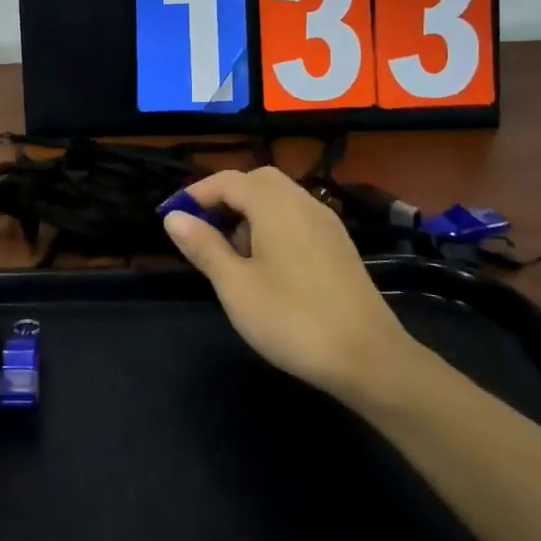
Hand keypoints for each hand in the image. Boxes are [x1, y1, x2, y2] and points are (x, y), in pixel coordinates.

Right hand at [163, 167, 423, 401]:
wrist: (369, 359)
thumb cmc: (292, 319)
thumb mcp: (235, 285)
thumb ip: (204, 246)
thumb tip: (174, 217)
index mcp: (275, 205)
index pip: (227, 181)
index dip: (195, 194)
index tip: (170, 217)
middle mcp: (303, 203)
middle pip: (257, 181)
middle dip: (224, 197)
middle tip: (201, 228)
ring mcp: (326, 224)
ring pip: (279, 199)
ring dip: (248, 211)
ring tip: (229, 251)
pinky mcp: (339, 246)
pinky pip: (297, 218)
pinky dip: (272, 225)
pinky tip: (265, 264)